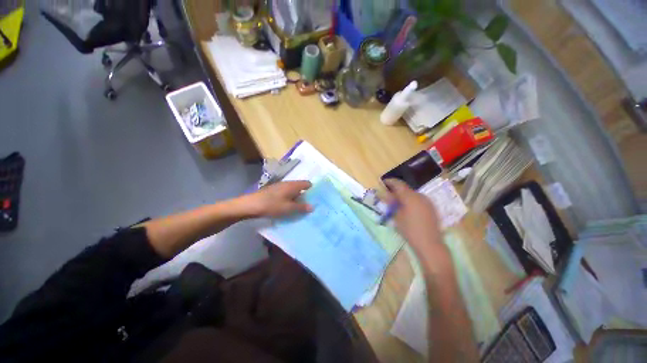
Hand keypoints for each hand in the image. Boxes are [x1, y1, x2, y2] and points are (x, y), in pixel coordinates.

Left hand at [246, 181, 312, 217]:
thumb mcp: (288, 208)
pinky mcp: (274, 190)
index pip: (307, 183)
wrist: (251, 204)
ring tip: (300, 208)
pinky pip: (286, 193)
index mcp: (293, 185)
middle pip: (300, 187)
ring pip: (293, 191)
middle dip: (306, 195)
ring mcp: (280, 186)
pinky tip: (288, 207)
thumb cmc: (272, 205)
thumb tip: (313, 206)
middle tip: (310, 205)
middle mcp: (288, 183)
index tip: (316, 198)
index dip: (313, 190)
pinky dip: (290, 199)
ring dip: (297, 198)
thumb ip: (301, 207)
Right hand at [384, 179, 443, 255]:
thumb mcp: (397, 216)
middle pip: (406, 188)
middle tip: (388, 195)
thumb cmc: (410, 230)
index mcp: (410, 197)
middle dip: (396, 190)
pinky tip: (407, 208)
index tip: (383, 182)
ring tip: (397, 202)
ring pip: (412, 194)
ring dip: (404, 195)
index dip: (390, 181)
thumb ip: (391, 203)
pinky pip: (418, 199)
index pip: (398, 184)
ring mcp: (427, 201)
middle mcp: (420, 195)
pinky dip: (411, 200)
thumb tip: (386, 194)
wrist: (430, 244)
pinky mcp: (431, 207)